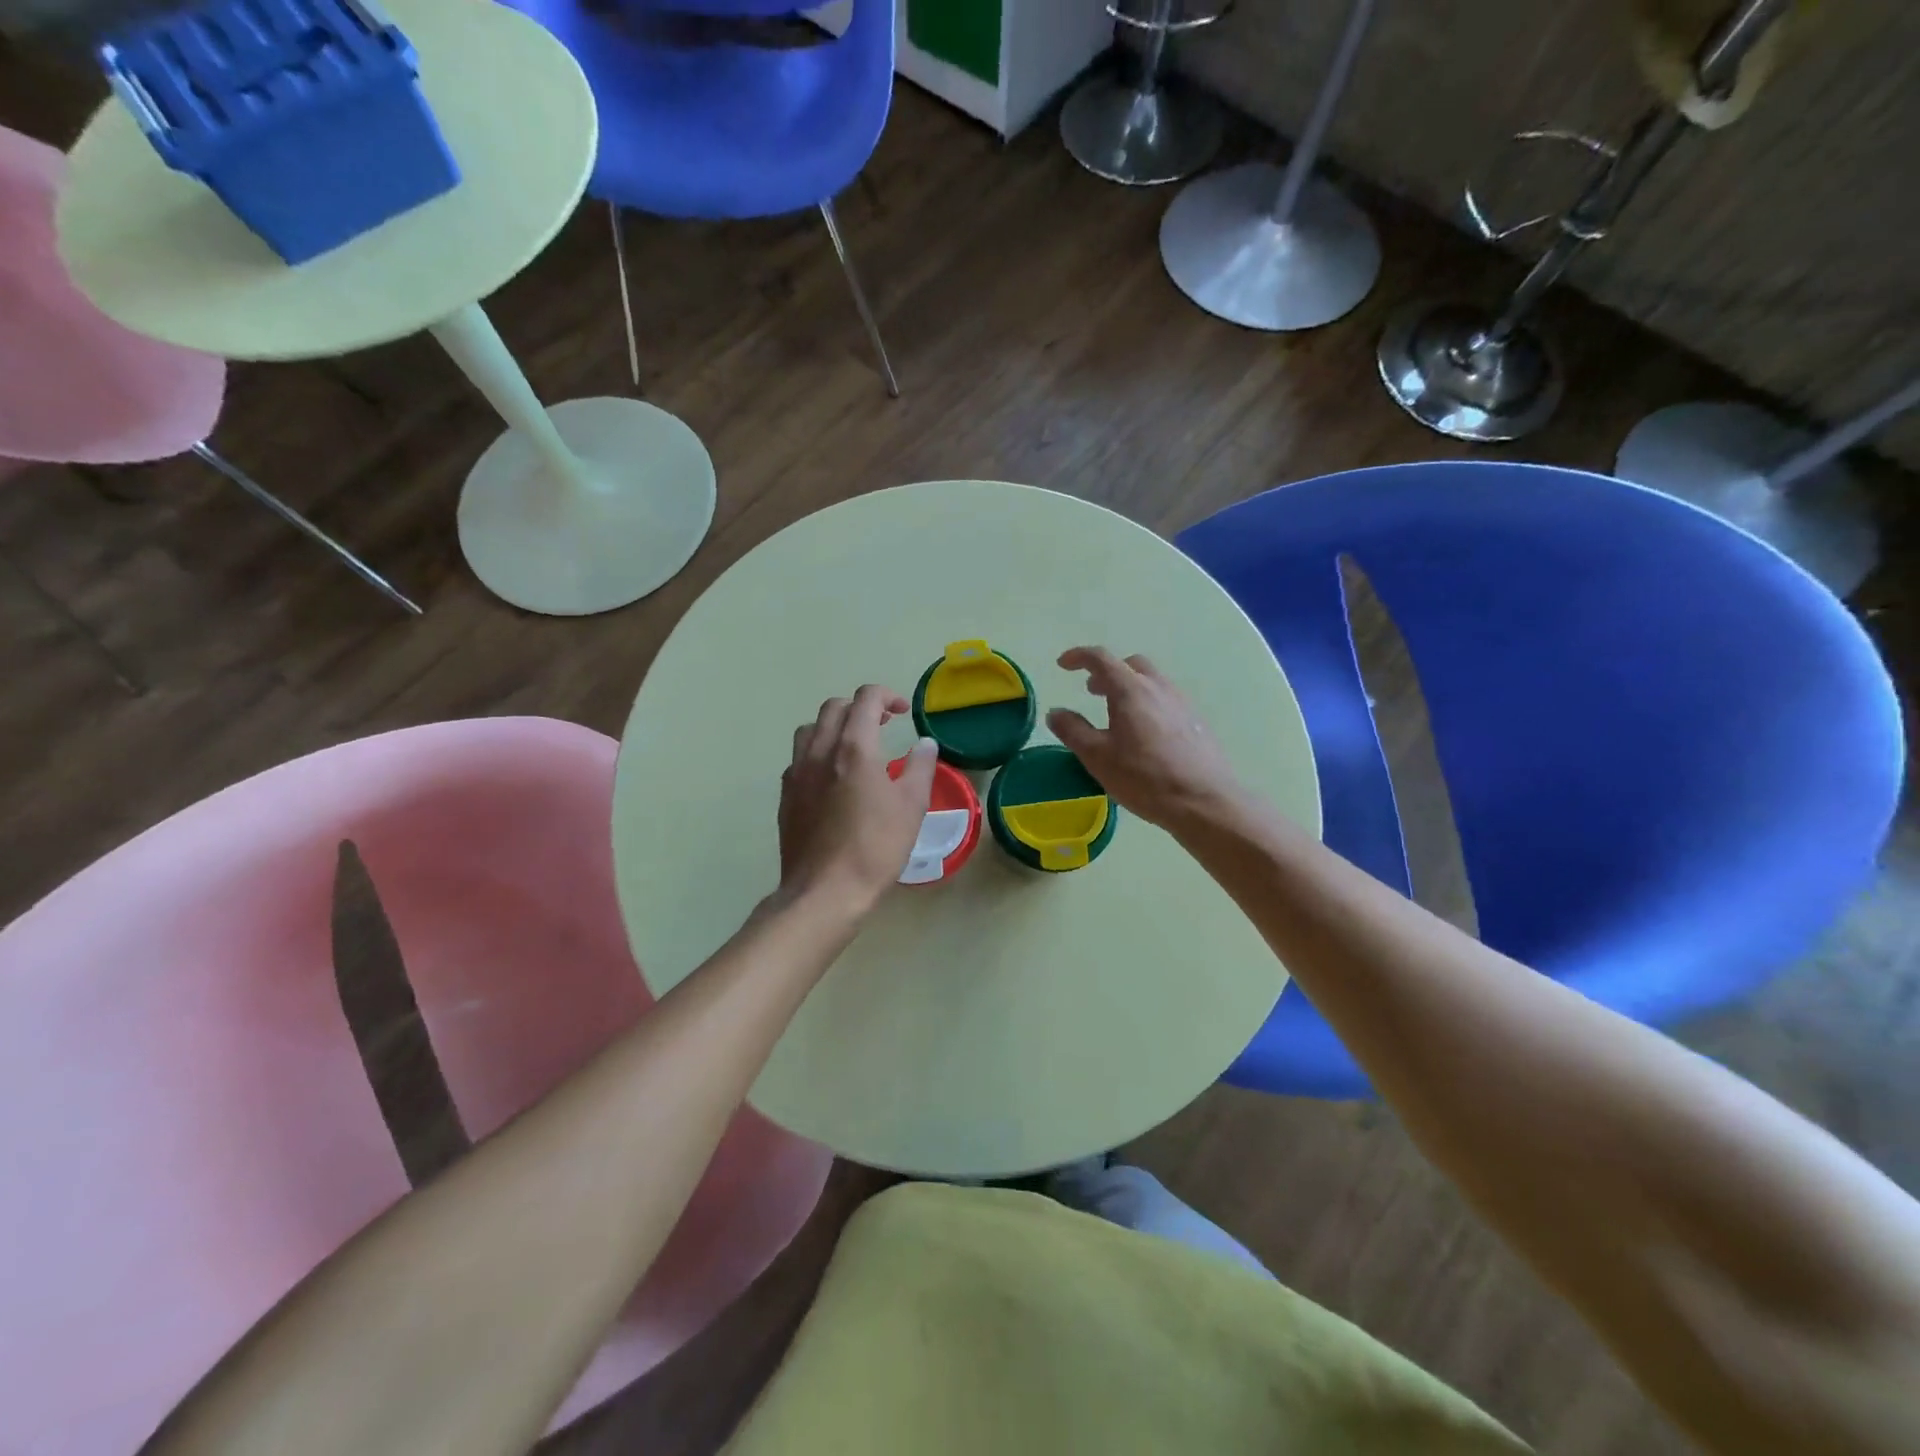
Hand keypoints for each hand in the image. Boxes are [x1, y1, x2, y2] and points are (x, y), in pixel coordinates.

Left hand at [778, 685, 938, 914]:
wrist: (824, 890)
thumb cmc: (875, 847)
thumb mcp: (912, 807)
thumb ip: (920, 767)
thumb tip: (925, 744)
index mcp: (854, 748)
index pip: (865, 699)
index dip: (887, 696)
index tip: (903, 712)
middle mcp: (820, 751)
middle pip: (834, 708)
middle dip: (860, 707)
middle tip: (883, 725)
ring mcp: (797, 772)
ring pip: (810, 729)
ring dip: (834, 727)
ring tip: (854, 747)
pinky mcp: (786, 795)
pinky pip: (799, 758)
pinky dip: (818, 753)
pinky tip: (832, 778)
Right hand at [1047, 647, 1241, 830]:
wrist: (1204, 802)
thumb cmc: (1144, 778)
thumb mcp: (1097, 757)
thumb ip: (1073, 731)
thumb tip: (1056, 712)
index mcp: (1131, 690)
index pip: (1101, 659)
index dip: (1078, 657)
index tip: (1063, 665)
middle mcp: (1158, 688)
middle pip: (1130, 665)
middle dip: (1107, 672)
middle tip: (1091, 691)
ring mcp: (1182, 703)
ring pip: (1151, 682)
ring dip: (1129, 688)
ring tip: (1116, 714)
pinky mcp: (1196, 722)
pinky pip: (1166, 700)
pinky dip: (1147, 704)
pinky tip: (1144, 734)